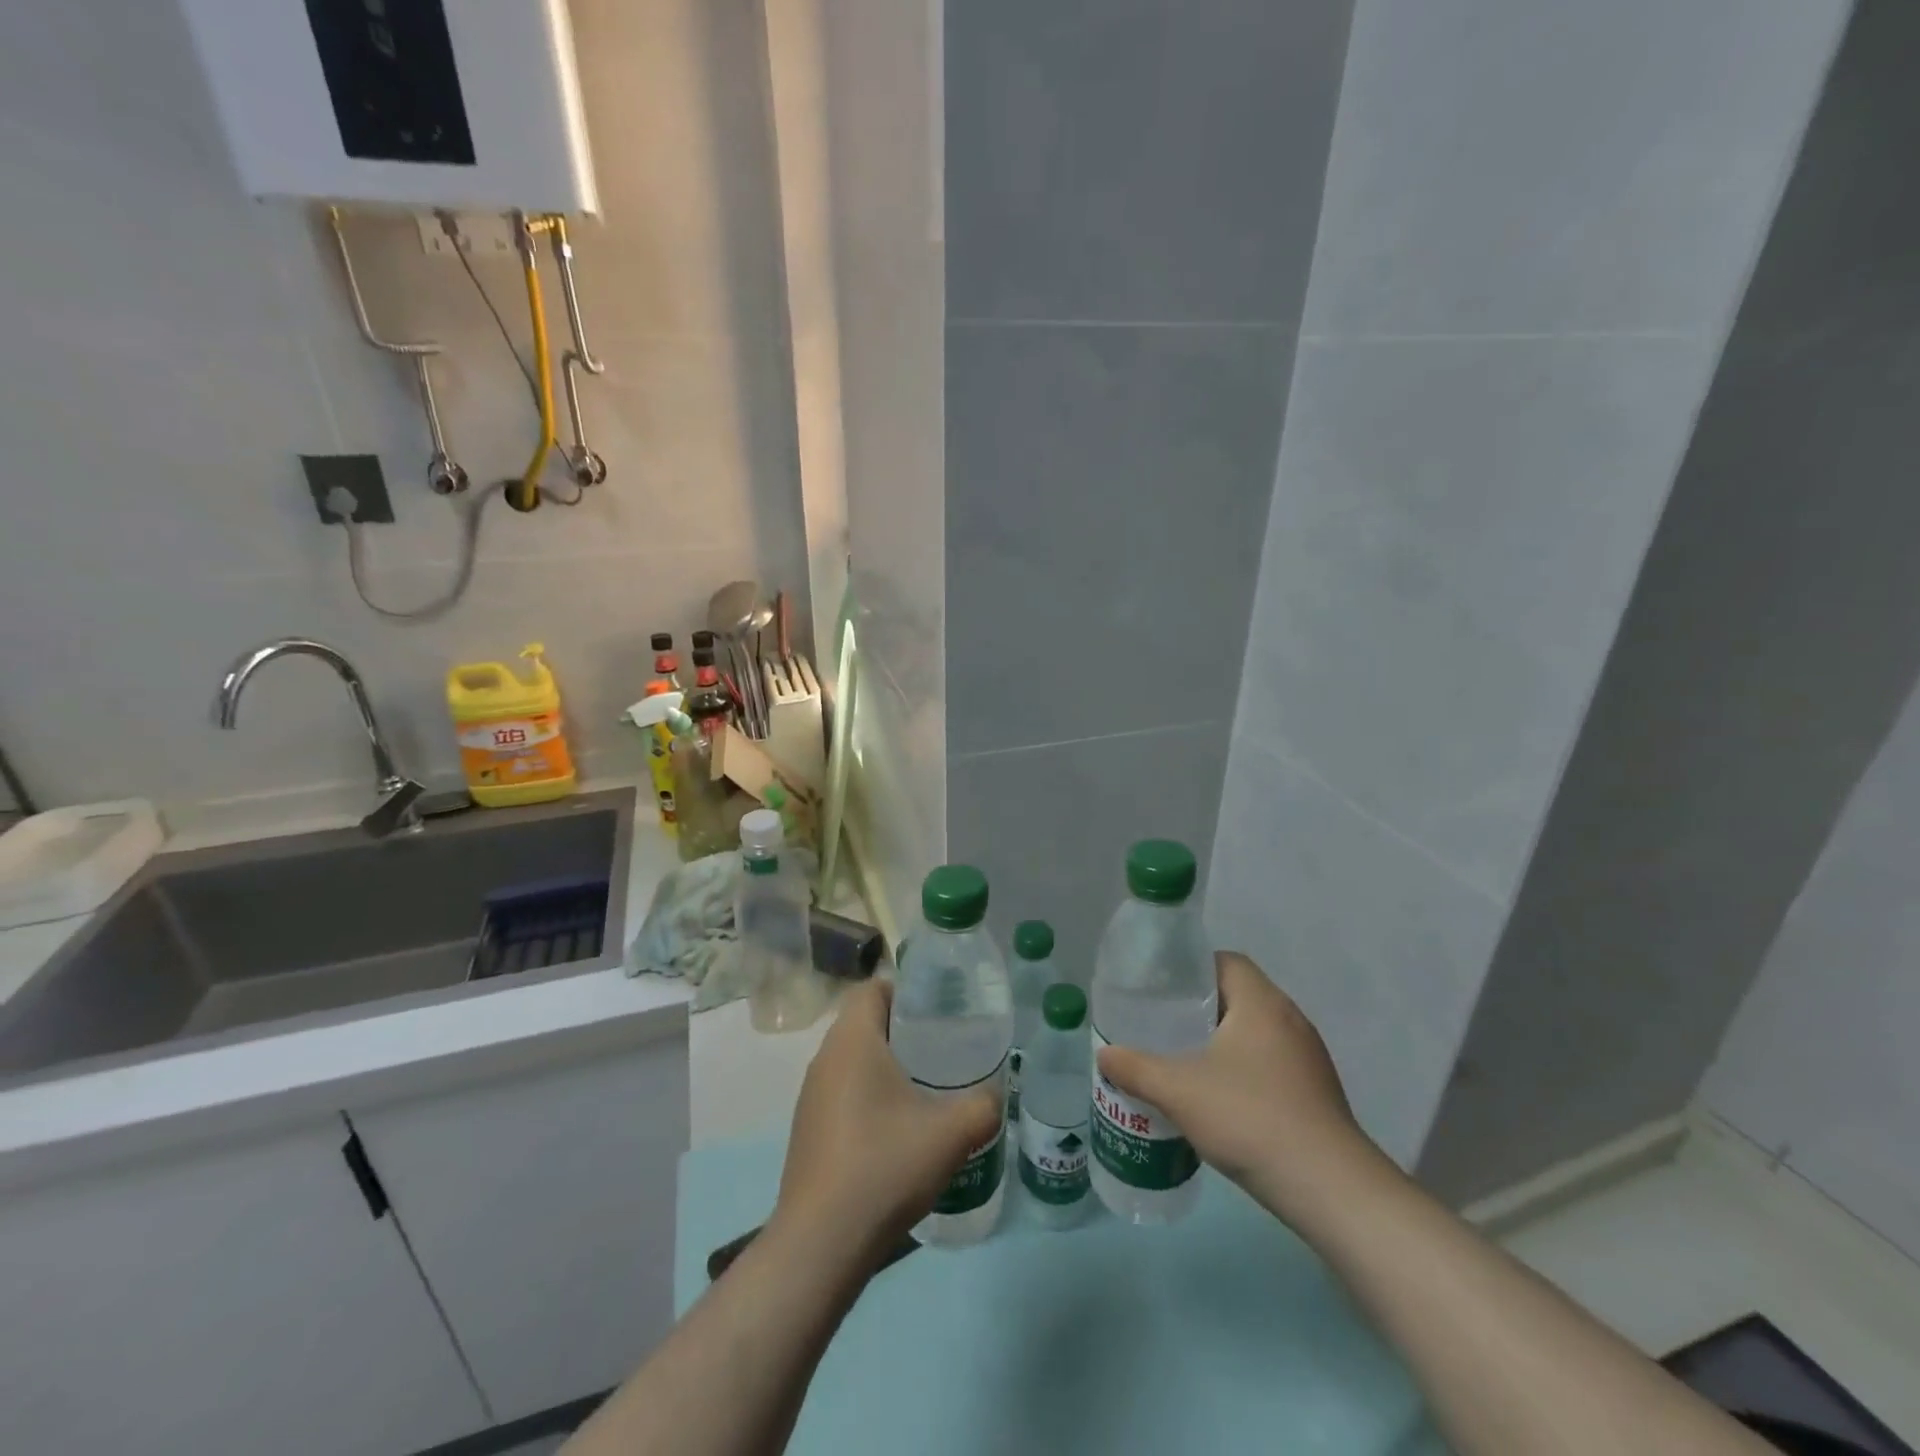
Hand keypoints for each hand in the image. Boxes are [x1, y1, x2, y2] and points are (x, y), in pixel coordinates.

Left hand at [770, 979, 1002, 1269]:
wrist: (821, 1244)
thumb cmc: (885, 1166)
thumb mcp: (951, 1133)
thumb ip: (982, 1105)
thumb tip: (995, 1094)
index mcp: (852, 1040)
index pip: (873, 988)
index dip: (907, 991)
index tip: (941, 1012)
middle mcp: (825, 1058)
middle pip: (865, 1022)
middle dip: (905, 1029)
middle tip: (946, 1048)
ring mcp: (812, 1096)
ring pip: (854, 1060)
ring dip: (887, 1065)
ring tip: (929, 1087)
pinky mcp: (808, 1129)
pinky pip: (844, 1092)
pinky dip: (871, 1096)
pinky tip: (900, 1129)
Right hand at [1096, 952, 1381, 1225]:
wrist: (1329, 1188)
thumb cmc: (1250, 1118)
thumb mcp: (1178, 1091)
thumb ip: (1136, 1069)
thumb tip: (1104, 1054)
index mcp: (1261, 1002)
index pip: (1226, 961)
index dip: (1192, 969)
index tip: (1162, 989)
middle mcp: (1290, 1018)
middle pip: (1239, 995)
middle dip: (1200, 1008)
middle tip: (1163, 1025)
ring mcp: (1308, 1057)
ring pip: (1256, 1032)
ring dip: (1223, 1041)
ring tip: (1185, 1061)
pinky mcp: (1317, 1091)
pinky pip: (1272, 1063)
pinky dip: (1244, 1069)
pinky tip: (1220, 1099)